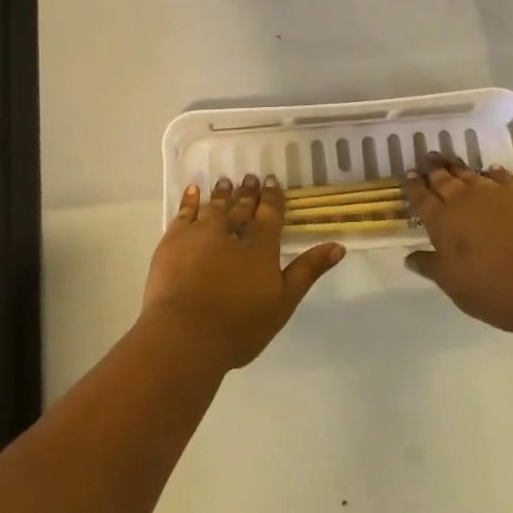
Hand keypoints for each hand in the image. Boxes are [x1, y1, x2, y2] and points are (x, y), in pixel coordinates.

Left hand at [142, 175, 344, 369]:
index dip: (272, 197)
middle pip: (241, 206)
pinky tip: (192, 190)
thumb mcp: (283, 302)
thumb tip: (338, 245)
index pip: (269, 213)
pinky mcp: (173, 240)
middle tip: (250, 177)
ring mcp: (200, 233)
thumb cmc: (239, 325)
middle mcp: (231, 230)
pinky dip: (190, 200)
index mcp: (260, 245)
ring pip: (214, 206)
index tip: (272, 181)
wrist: (185, 334)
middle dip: (248, 192)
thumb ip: (308, 271)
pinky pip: (184, 212)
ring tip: (225, 181)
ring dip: (222, 193)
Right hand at [405, 156, 512, 332]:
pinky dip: (492, 172)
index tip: (407, 175)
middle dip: (432, 169)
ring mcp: (495, 193)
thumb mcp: (456, 286)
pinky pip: (502, 176)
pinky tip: (490, 171)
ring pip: (470, 174)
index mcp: (443, 222)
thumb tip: (410, 256)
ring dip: (457, 167)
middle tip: (426, 158)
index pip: (422, 199)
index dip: (413, 187)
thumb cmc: (496, 289)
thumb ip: (432, 267)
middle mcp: (464, 201)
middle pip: (444, 180)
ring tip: (449, 160)